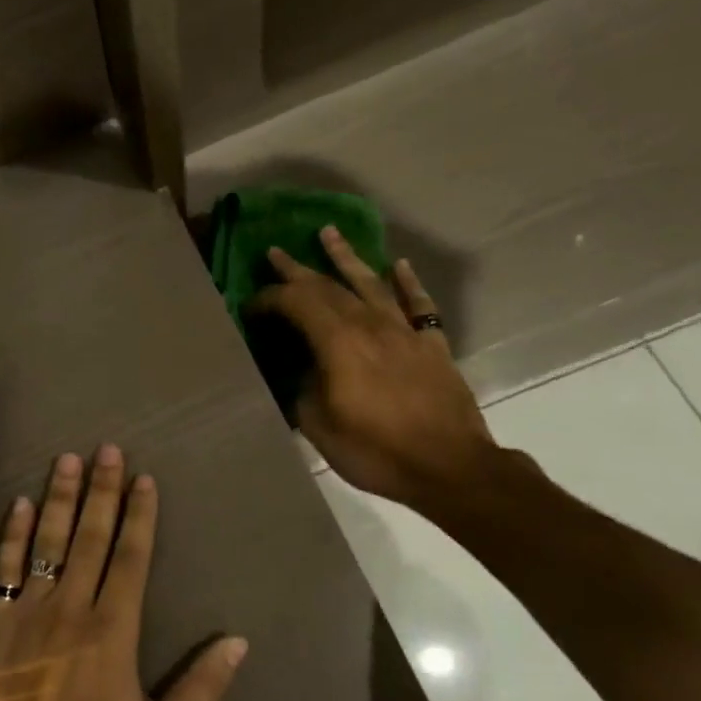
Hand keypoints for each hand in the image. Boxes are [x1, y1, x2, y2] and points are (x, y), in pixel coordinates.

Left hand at [0, 445, 247, 700]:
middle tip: (107, 449)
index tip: (143, 479)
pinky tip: (19, 504)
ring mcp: (29, 609)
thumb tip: (237, 642)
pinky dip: (13, 533)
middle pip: (91, 536)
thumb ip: (199, 690)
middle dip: (102, 491)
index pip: (130, 557)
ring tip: (67, 460)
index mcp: (113, 630)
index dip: (139, 516)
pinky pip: (5, 566)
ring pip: (48, 541)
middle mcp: (72, 606)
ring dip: (60, 498)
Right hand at [248, 228, 498, 512]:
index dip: (269, 299)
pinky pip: (419, 304)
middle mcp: (370, 326)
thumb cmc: (376, 450)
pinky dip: (407, 282)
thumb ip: (302, 389)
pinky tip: (398, 265)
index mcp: (338, 343)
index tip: (250, 306)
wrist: (450, 467)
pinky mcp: (431, 345)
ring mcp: (405, 332)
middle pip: (328, 287)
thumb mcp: (318, 426)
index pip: (296, 304)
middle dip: (297, 270)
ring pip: (371, 283)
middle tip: (275, 252)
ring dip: (346, 258)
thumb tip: (300, 371)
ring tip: (328, 233)